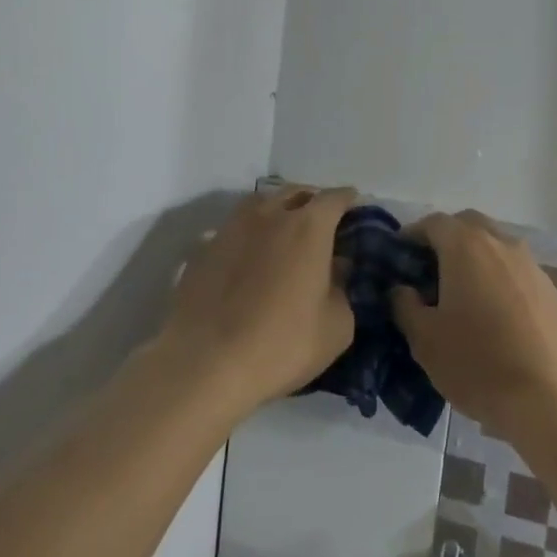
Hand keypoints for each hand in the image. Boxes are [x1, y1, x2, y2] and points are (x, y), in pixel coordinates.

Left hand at [161, 185, 357, 417]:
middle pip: (295, 192)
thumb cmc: (282, 345)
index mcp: (308, 227)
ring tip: (283, 229)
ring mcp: (231, 228)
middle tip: (321, 219)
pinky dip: (248, 233)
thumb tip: (336, 270)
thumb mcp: (336, 327)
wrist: (205, 364)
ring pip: (260, 203)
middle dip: (312, 200)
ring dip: (277, 209)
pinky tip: (249, 256)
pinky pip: (233, 228)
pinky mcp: (203, 249)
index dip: (347, 200)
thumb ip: (342, 290)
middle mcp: (270, 215)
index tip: (354, 207)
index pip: (334, 198)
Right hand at [393, 211, 556, 445]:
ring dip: (474, 259)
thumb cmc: (478, 364)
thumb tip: (402, 289)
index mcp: (466, 246)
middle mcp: (501, 243)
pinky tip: (492, 315)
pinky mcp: (551, 290)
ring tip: (459, 296)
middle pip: (467, 226)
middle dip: (445, 241)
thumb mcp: (425, 339)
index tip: (398, 261)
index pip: (433, 223)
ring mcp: (531, 265)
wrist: (553, 400)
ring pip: (495, 246)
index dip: (411, 236)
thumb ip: (405, 305)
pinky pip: (515, 270)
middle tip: (427, 274)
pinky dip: (497, 278)